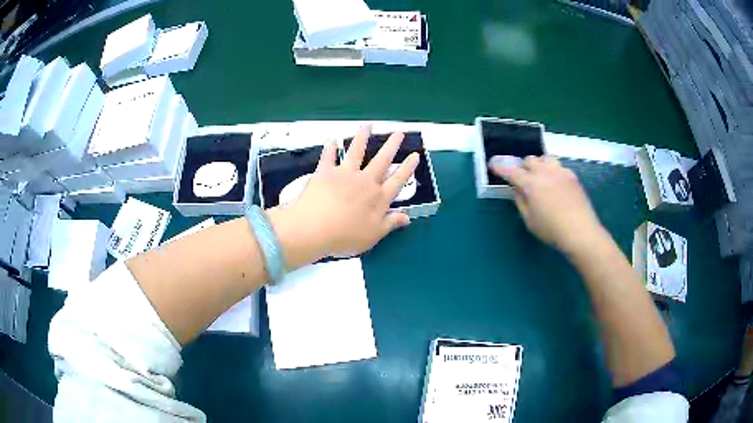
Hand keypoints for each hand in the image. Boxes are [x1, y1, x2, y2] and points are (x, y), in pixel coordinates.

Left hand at [268, 126, 419, 268]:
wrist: (314, 228)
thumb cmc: (345, 237)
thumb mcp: (373, 235)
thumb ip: (390, 223)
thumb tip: (407, 216)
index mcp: (378, 198)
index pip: (398, 180)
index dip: (407, 167)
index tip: (415, 155)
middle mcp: (365, 181)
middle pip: (381, 160)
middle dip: (391, 145)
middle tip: (398, 133)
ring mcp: (344, 174)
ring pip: (356, 151)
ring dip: (362, 137)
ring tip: (367, 125)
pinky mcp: (325, 172)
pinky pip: (328, 156)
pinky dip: (330, 147)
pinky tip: (332, 139)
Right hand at [488, 155, 608, 256]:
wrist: (581, 231)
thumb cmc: (551, 230)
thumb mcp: (529, 220)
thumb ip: (521, 201)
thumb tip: (517, 189)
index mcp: (531, 184)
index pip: (512, 171)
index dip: (500, 167)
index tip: (493, 164)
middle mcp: (545, 172)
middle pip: (529, 160)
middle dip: (523, 167)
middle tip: (522, 179)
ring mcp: (560, 172)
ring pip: (545, 158)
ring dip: (539, 165)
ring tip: (540, 177)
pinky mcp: (572, 176)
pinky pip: (558, 166)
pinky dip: (552, 171)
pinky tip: (555, 184)